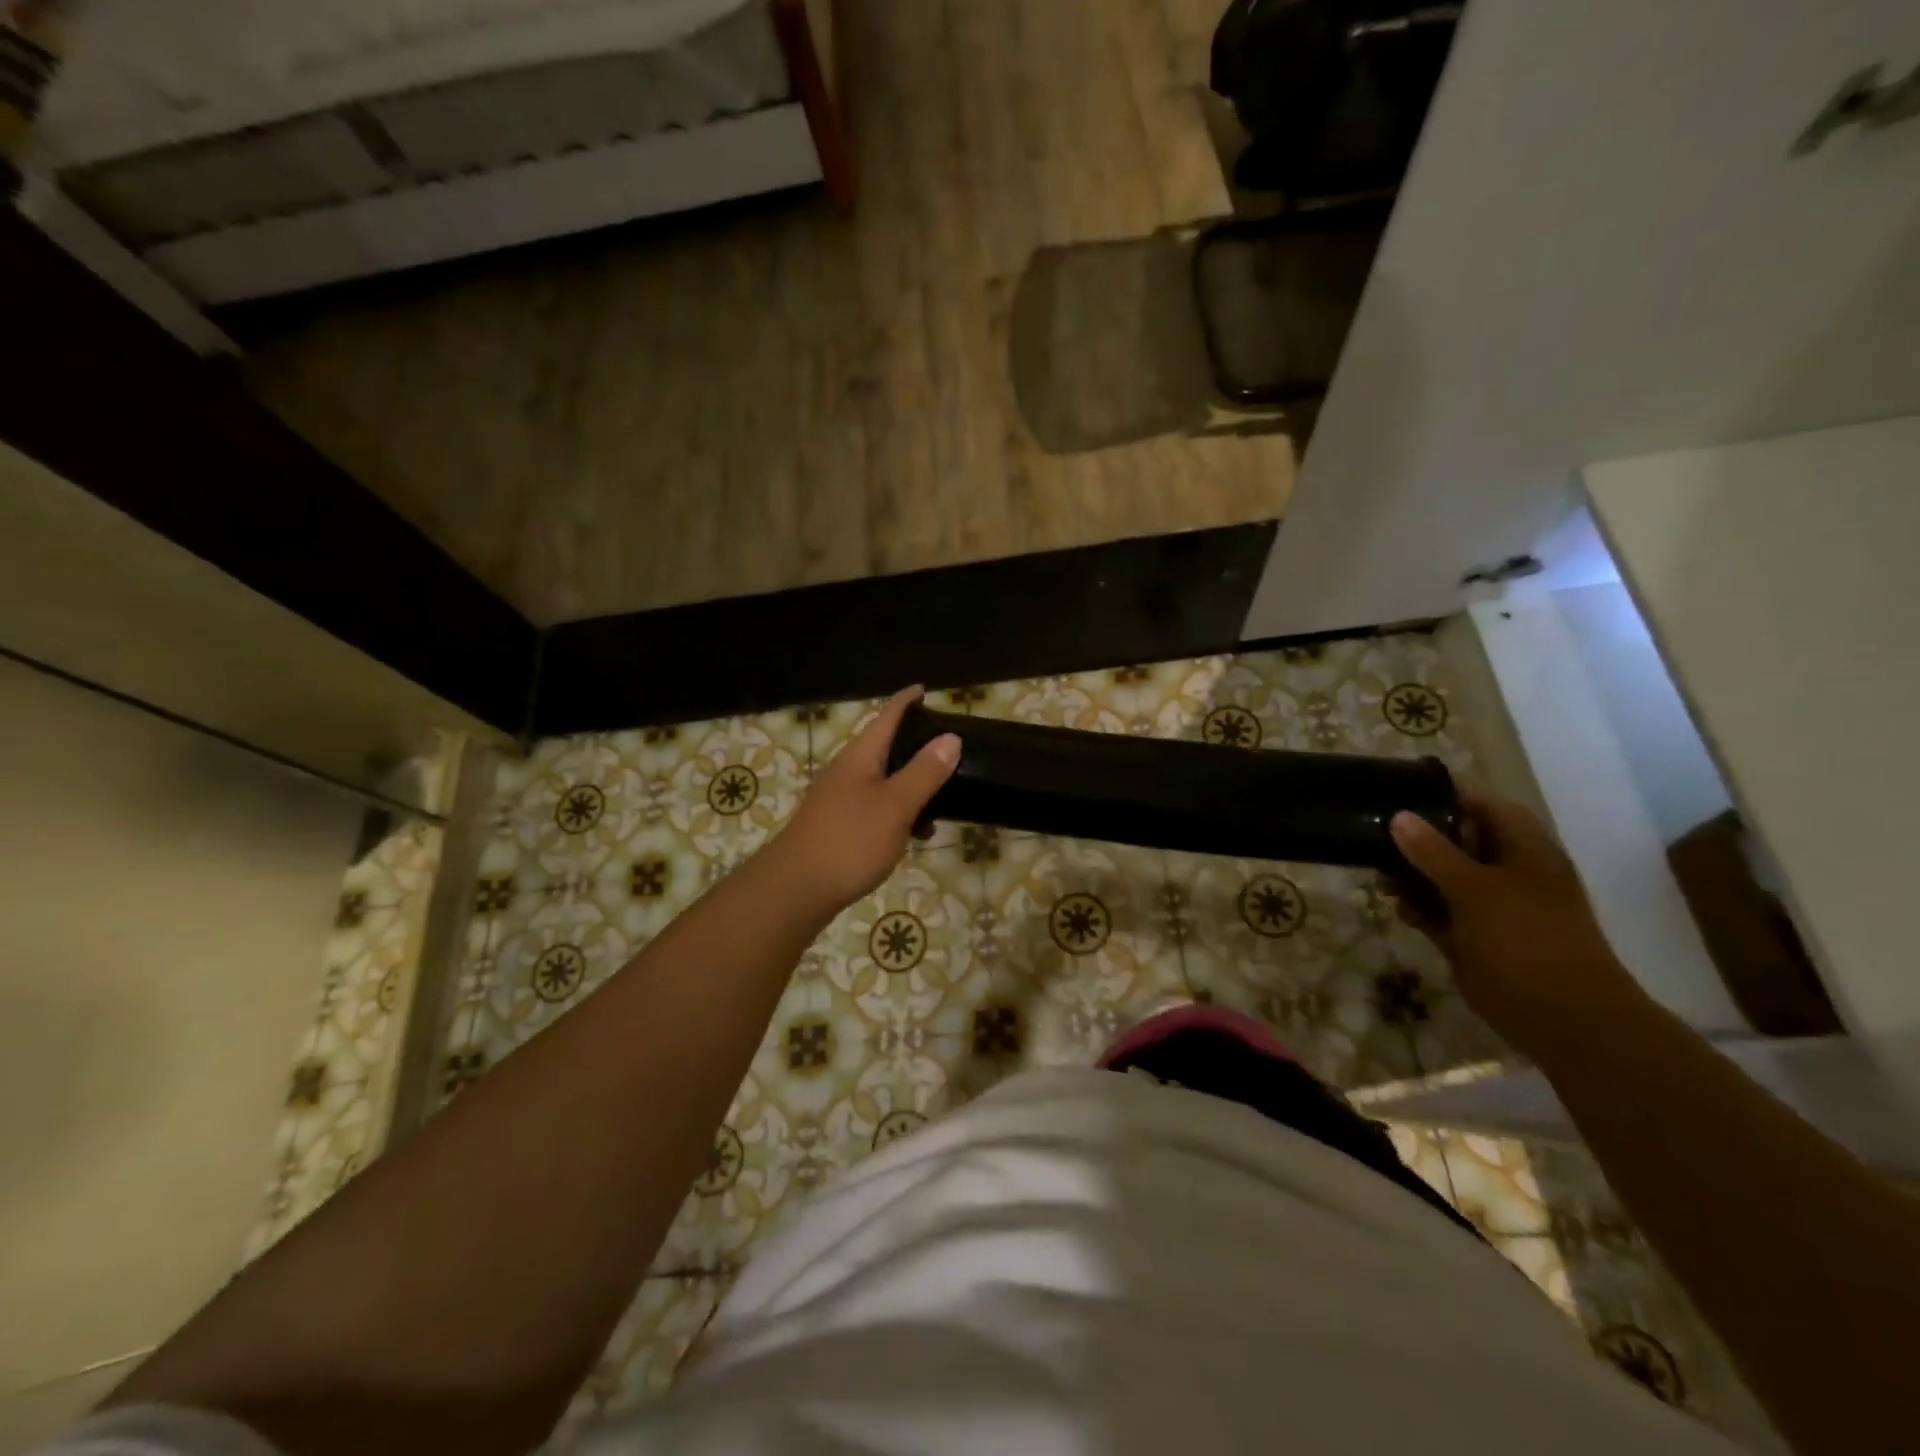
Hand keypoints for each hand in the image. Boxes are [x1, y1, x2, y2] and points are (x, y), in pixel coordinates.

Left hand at [770, 687, 961, 912]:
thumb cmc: (849, 841)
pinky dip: (899, 812)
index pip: (887, 717)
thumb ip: (924, 772)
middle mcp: (848, 771)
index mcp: (860, 757)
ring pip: (883, 781)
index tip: (925, 689)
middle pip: (885, 747)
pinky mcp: (839, 825)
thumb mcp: (896, 806)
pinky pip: (876, 806)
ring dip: (912, 785)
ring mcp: (840, 799)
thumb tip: (951, 738)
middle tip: (948, 749)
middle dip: (916, 746)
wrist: (796, 889)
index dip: (906, 701)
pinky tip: (915, 834)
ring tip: (942, 800)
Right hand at [1388, 784, 1642, 1055]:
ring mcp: (1488, 902)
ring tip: (1376, 876)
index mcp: (1521, 847)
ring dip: (1407, 873)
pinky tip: (1393, 905)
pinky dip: (1415, 905)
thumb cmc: (1529, 941)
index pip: (1477, 802)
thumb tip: (1398, 816)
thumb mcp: (1477, 890)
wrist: (1563, 1019)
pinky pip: (1436, 908)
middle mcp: (1504, 868)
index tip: (1393, 786)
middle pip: (1451, 836)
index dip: (1438, 792)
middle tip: (1370, 832)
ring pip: (1438, 874)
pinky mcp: (1471, 932)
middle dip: (1412, 835)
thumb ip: (1434, 852)